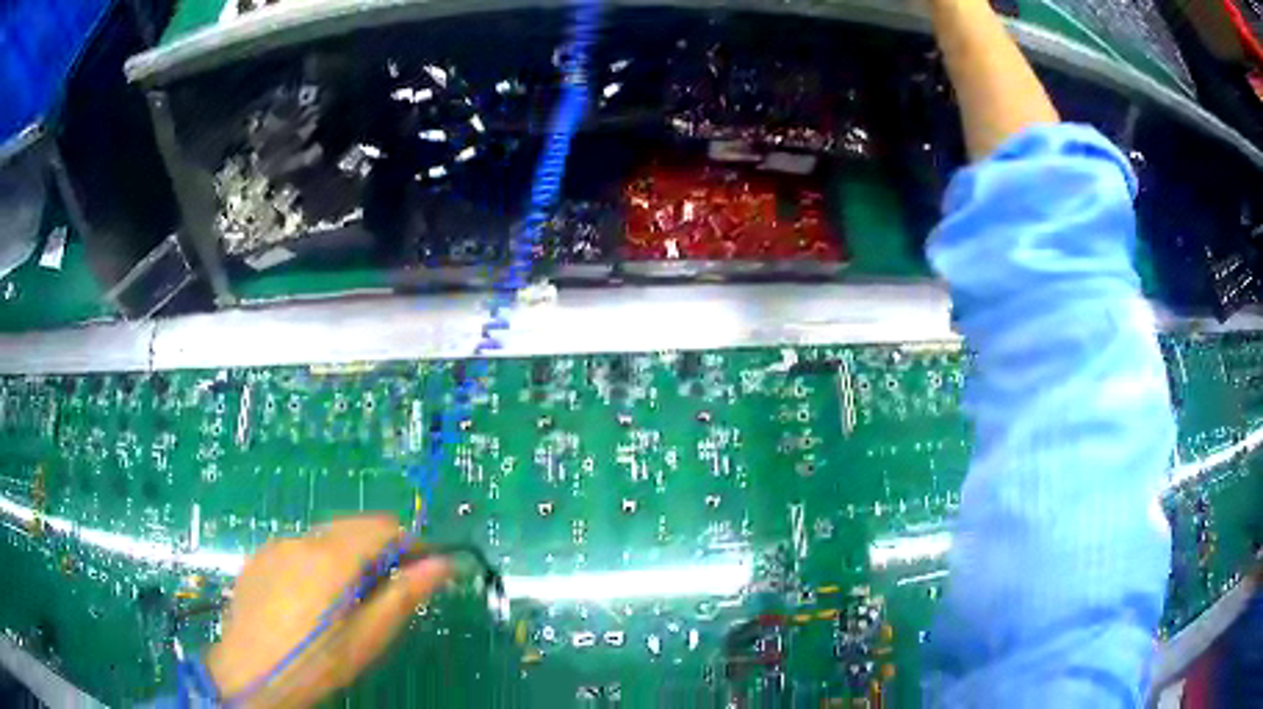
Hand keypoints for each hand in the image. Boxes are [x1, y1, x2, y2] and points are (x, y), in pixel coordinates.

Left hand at [205, 516, 451, 707]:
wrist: (251, 675)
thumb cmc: (318, 662)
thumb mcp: (369, 637)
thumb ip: (406, 594)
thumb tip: (444, 564)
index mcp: (332, 557)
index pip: (383, 527)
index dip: (412, 542)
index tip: (427, 568)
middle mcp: (302, 540)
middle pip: (353, 528)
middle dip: (379, 550)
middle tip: (390, 590)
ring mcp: (275, 547)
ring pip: (324, 539)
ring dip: (346, 558)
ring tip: (347, 602)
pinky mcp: (258, 559)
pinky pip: (297, 551)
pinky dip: (316, 565)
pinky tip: (310, 603)